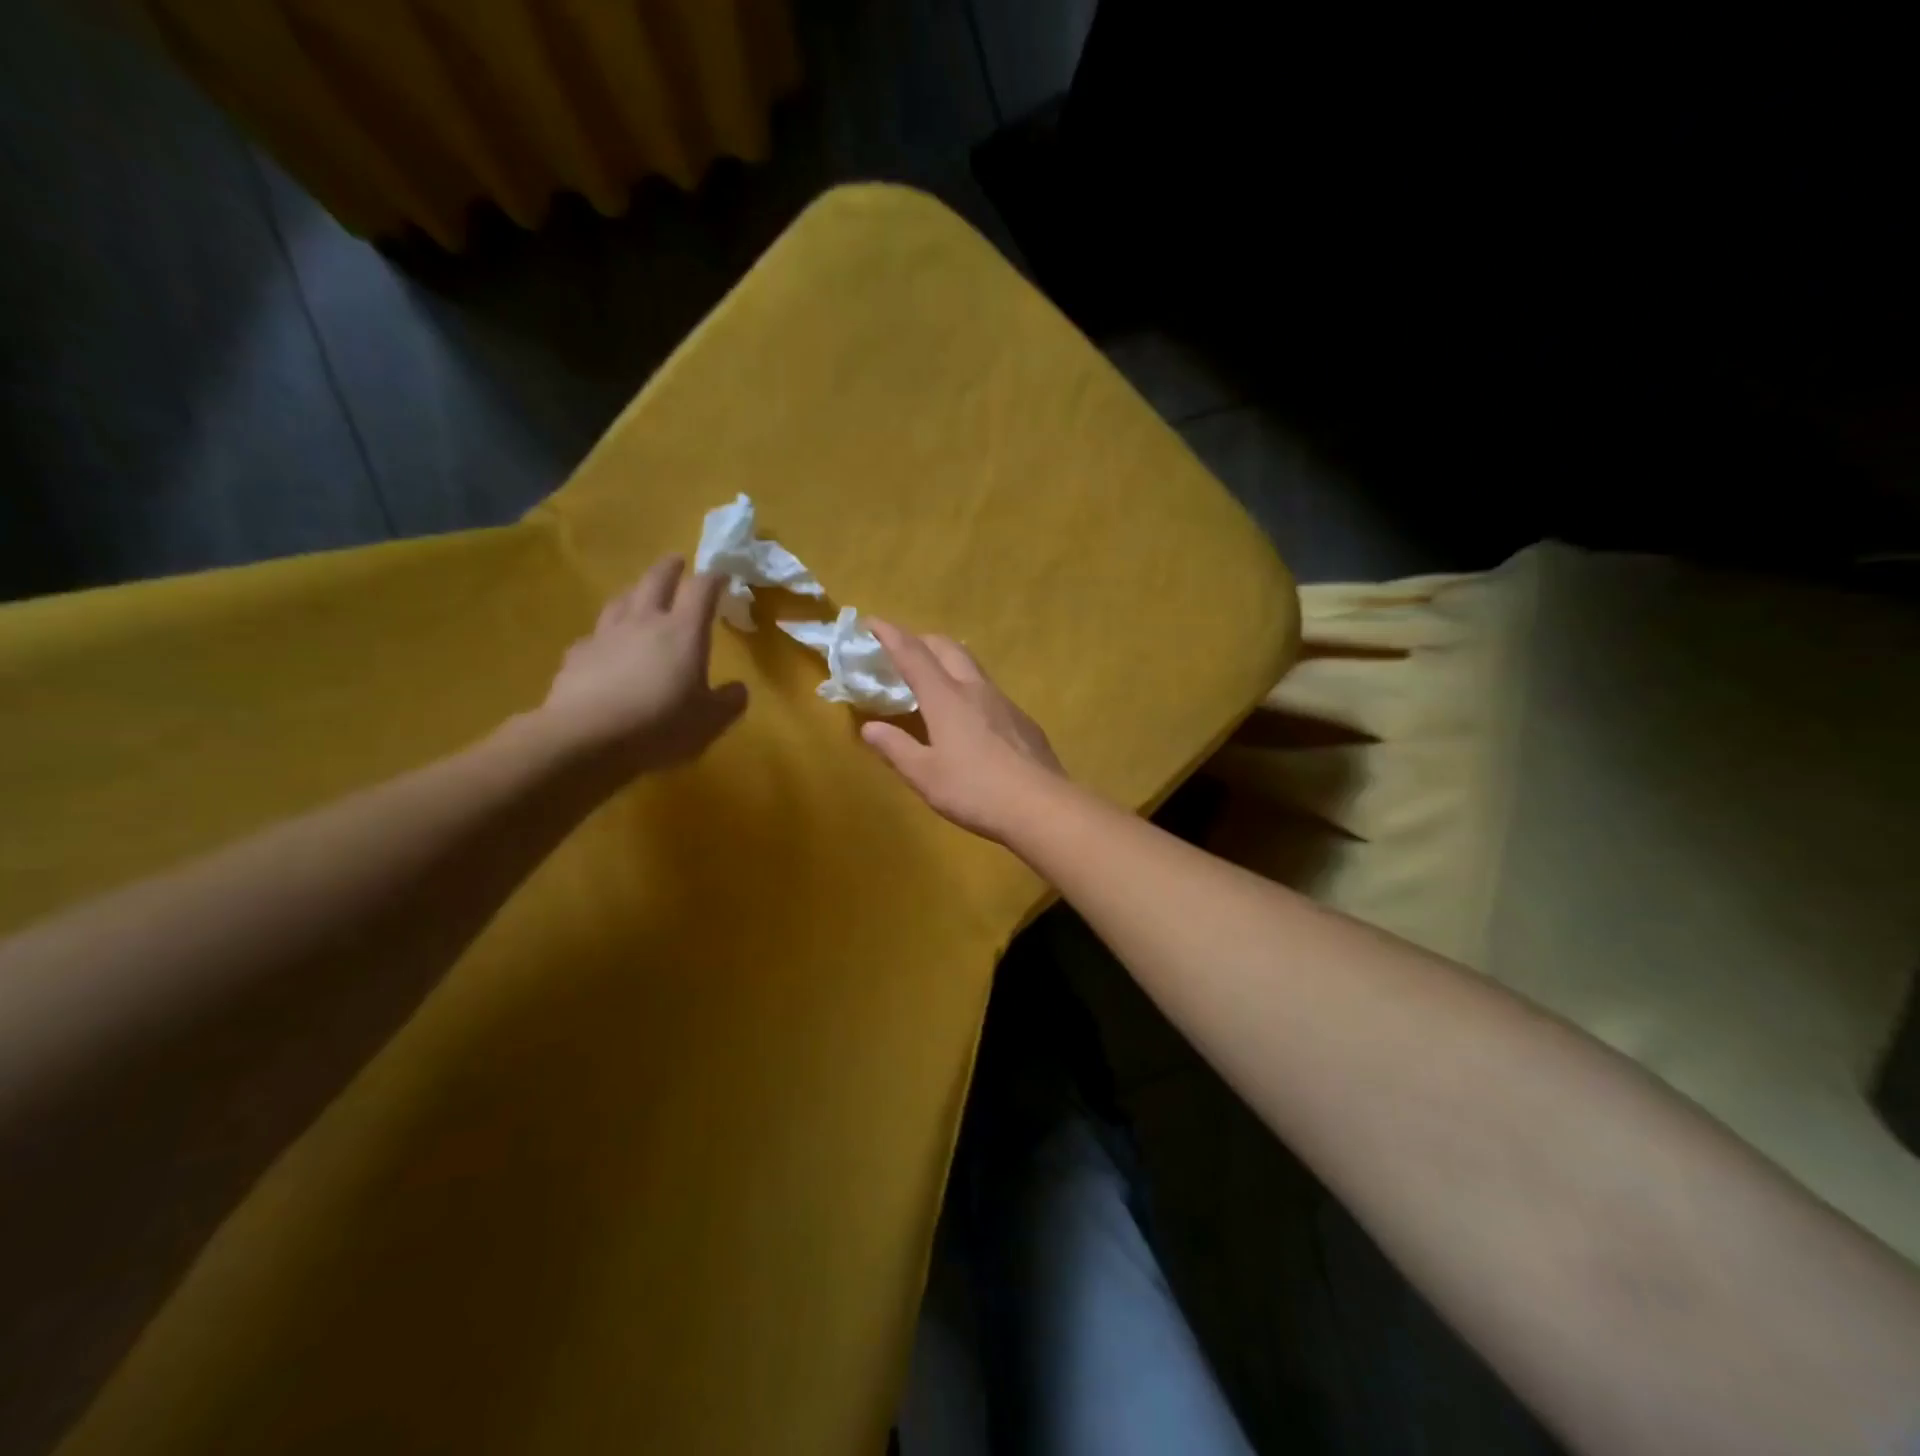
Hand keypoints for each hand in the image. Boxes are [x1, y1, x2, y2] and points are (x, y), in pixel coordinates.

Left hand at [537, 557, 747, 778]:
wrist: (586, 738)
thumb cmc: (660, 725)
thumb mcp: (710, 721)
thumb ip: (729, 702)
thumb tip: (738, 689)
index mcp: (684, 632)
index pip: (702, 590)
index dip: (714, 578)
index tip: (722, 575)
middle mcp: (645, 622)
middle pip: (656, 581)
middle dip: (670, 569)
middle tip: (677, 561)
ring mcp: (606, 635)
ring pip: (621, 600)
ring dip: (634, 592)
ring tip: (640, 594)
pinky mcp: (578, 655)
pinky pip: (595, 635)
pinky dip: (606, 633)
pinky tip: (605, 645)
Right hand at [860, 621, 1065, 842]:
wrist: (1042, 806)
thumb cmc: (975, 791)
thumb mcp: (924, 775)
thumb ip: (895, 748)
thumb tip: (870, 727)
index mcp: (946, 698)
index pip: (913, 654)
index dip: (890, 635)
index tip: (872, 622)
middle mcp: (976, 690)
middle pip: (948, 648)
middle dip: (922, 640)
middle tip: (903, 650)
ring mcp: (1005, 703)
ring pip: (973, 666)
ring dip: (949, 661)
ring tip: (935, 678)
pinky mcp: (1023, 721)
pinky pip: (990, 692)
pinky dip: (970, 689)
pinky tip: (971, 716)